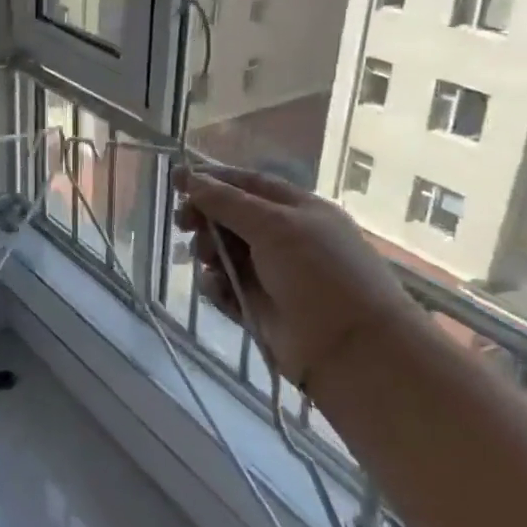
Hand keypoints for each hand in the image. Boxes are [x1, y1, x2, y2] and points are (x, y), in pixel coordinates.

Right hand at [173, 168, 425, 391]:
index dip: (213, 180)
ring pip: (222, 252)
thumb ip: (227, 202)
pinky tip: (217, 289)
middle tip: (184, 224)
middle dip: (205, 217)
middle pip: (230, 217)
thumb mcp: (274, 226)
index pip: (248, 185)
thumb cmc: (318, 273)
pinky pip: (224, 287)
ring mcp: (269, 274)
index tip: (176, 180)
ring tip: (207, 261)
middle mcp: (283, 238)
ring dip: (207, 251)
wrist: (350, 348)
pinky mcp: (256, 306)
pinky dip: (215, 285)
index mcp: (297, 210)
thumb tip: (188, 177)